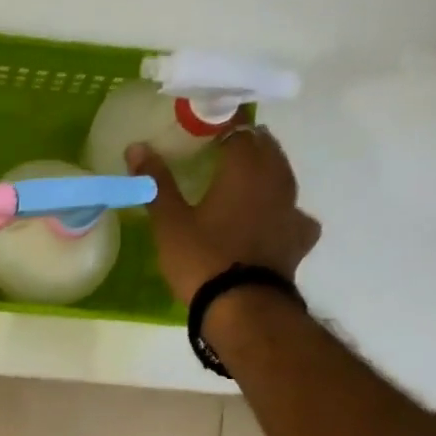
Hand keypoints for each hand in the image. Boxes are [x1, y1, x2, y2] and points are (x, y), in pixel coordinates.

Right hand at [129, 129, 320, 301]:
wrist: (243, 308)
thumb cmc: (201, 258)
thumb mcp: (170, 221)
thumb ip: (156, 182)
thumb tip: (137, 146)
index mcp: (244, 168)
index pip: (240, 130)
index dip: (223, 126)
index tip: (204, 130)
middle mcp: (275, 181)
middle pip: (266, 148)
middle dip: (247, 144)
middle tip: (221, 151)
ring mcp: (292, 210)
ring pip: (283, 177)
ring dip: (266, 173)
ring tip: (244, 182)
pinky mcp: (299, 240)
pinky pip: (294, 215)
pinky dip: (283, 212)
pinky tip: (271, 221)